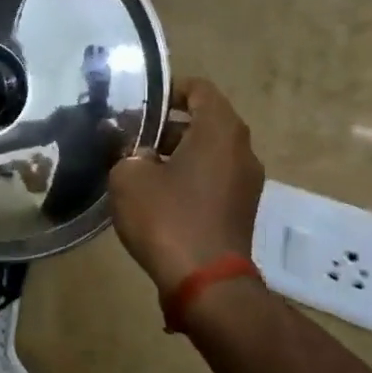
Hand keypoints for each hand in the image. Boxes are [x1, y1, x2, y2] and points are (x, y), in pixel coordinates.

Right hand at [109, 78, 264, 293]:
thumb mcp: (129, 177)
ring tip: (136, 166)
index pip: (200, 90)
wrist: (206, 283)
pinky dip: (187, 177)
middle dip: (166, 125)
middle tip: (129, 136)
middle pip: (204, 122)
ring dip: (175, 153)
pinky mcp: (240, 210)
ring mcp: (246, 183)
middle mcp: (241, 150)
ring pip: (207, 152)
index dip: (169, 89)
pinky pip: (212, 178)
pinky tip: (155, 194)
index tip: (139, 103)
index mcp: (220, 131)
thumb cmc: (168, 217)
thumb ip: (125, 152)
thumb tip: (131, 150)